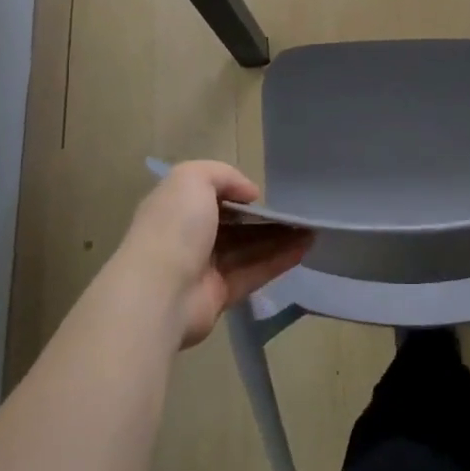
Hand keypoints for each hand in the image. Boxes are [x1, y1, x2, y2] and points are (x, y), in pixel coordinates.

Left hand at [110, 161, 311, 348]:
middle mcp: (189, 236)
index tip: (265, 194)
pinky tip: (304, 248)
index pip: (211, 196)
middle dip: (266, 218)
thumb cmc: (174, 227)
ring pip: (248, 249)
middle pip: (234, 225)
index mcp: (177, 207)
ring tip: (311, 229)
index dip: (238, 193)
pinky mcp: (219, 295)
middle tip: (299, 212)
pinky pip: (254, 273)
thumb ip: (224, 175)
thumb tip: (250, 195)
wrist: (158, 292)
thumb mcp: (193, 178)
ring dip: (280, 238)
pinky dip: (279, 261)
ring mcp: (204, 268)